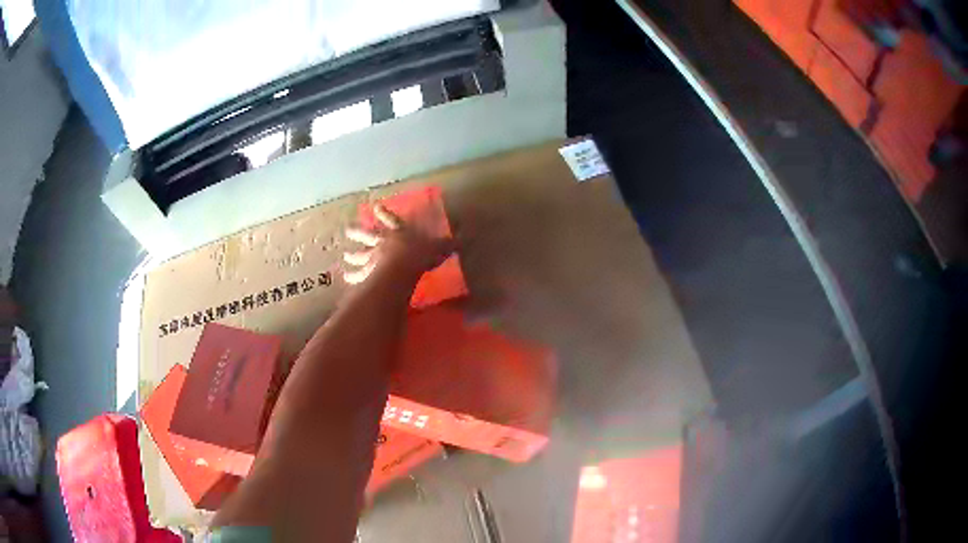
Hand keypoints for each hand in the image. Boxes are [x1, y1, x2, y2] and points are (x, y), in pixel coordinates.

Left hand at [343, 204, 454, 284]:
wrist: (404, 265)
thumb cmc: (422, 253)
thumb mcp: (440, 246)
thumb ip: (451, 242)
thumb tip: (468, 236)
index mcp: (400, 232)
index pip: (392, 220)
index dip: (384, 214)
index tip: (375, 208)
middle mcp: (384, 241)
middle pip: (368, 235)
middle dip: (359, 232)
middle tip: (348, 230)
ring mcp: (375, 256)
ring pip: (361, 254)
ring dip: (353, 255)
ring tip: (345, 256)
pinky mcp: (371, 271)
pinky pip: (360, 274)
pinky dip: (353, 276)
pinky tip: (346, 278)